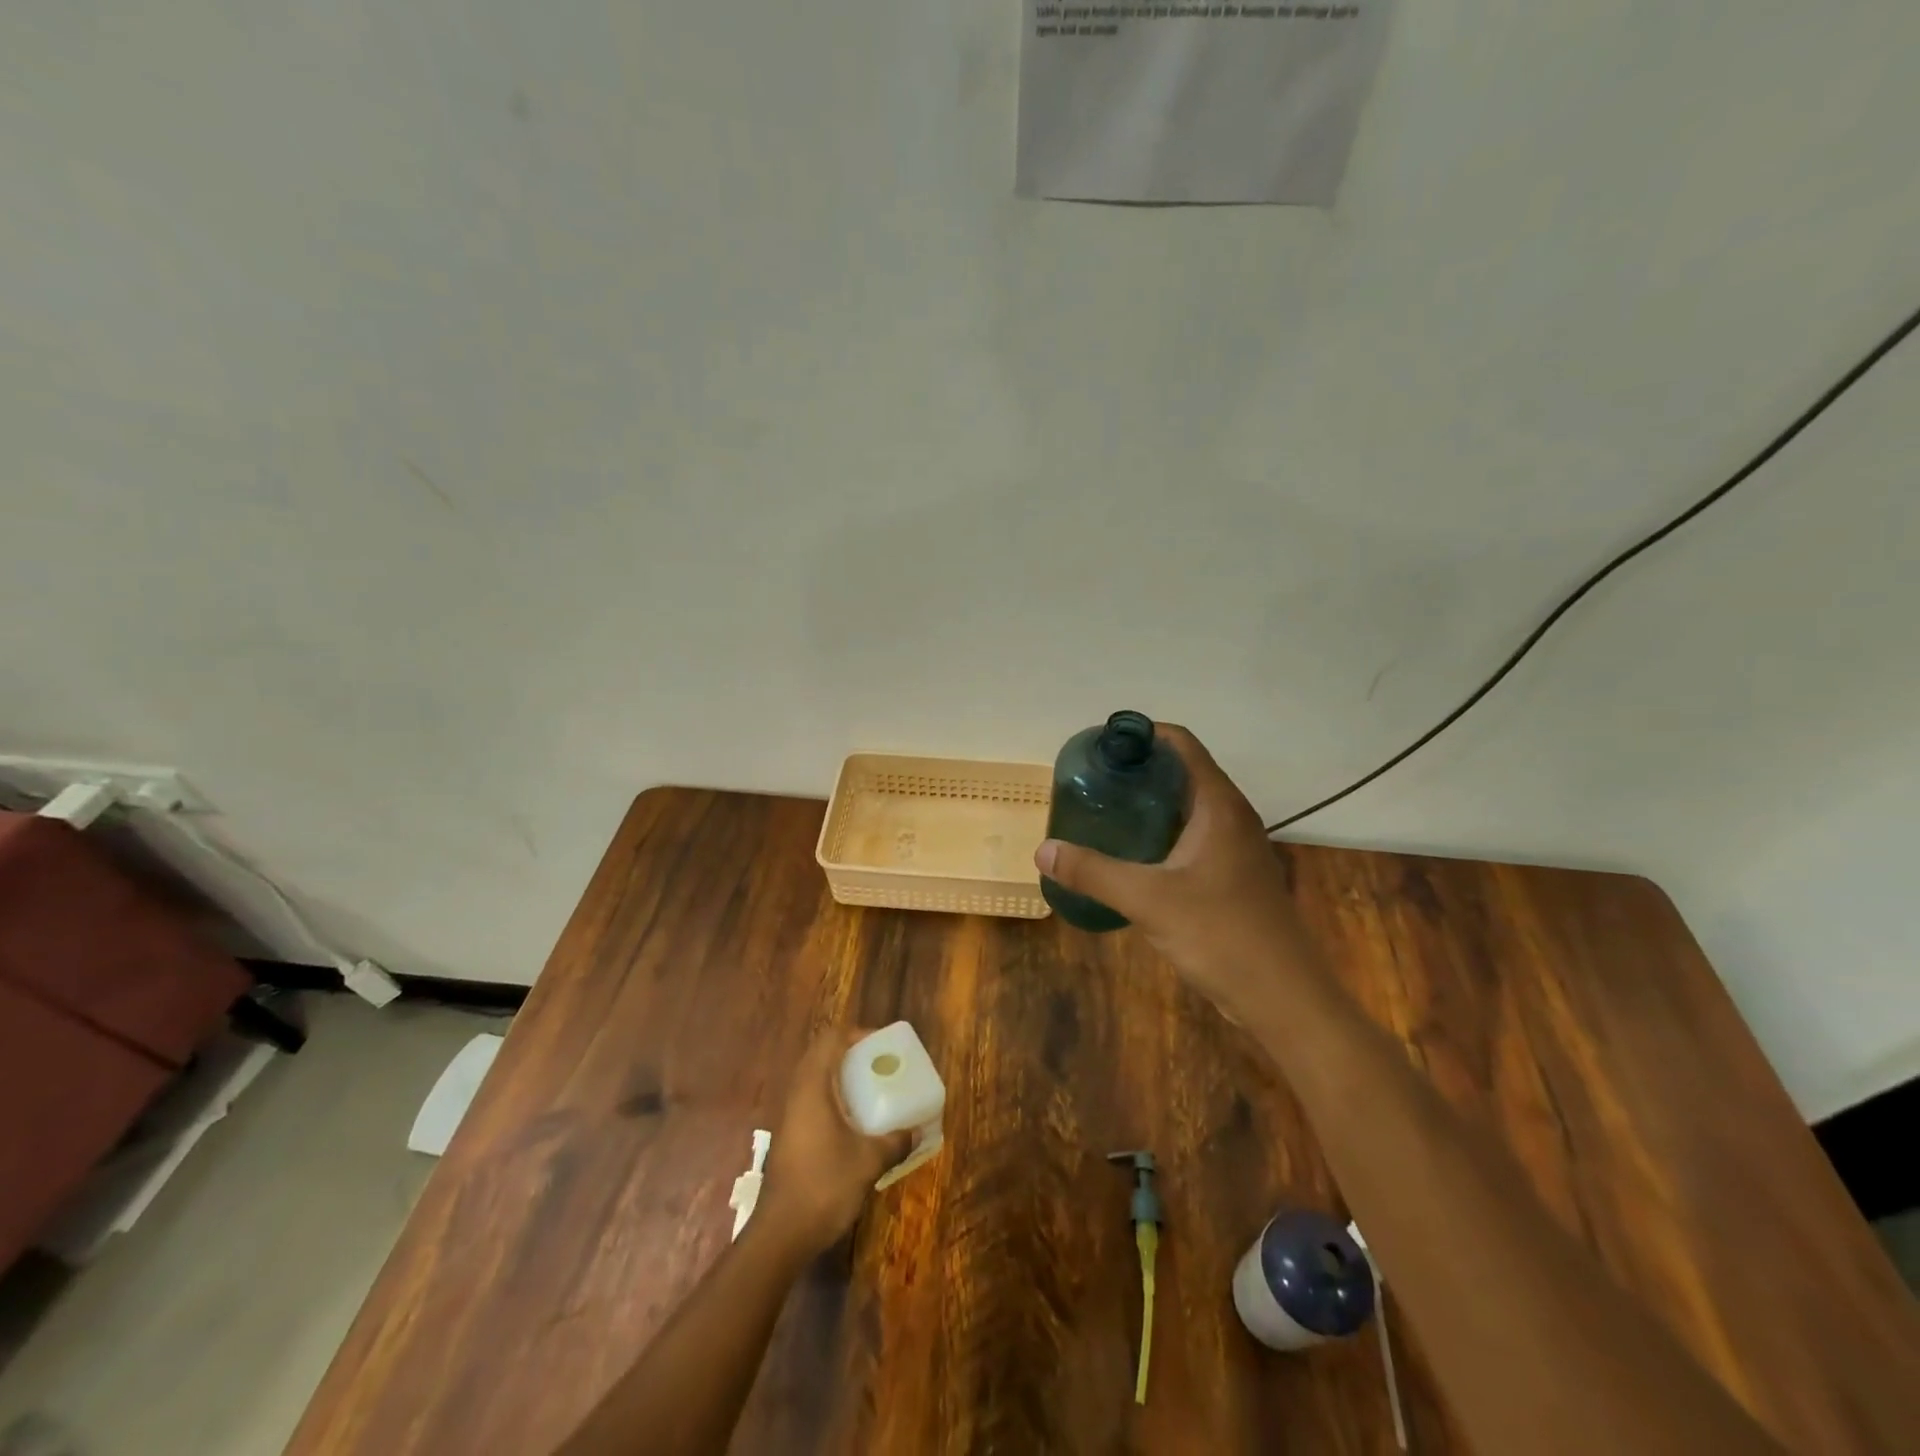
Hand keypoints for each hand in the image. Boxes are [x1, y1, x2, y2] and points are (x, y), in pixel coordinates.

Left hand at [758, 1028, 912, 1255]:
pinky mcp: (790, 1137)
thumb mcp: (868, 1162)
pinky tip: (854, 1122)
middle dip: (850, 1053)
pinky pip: (812, 1101)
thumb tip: (917, 1132)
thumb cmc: (824, 1185)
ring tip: (870, 1089)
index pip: (830, 1039)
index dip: (855, 1033)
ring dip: (840, 1077)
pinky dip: (833, 1099)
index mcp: (813, 1087)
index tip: (880, 1045)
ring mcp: (790, 1116)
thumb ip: (894, 1142)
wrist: (780, 1234)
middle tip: (878, 1064)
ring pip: (814, 1080)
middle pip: (820, 1055)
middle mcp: (798, 1094)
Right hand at [1034, 724, 1310, 1019]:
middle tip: (1091, 780)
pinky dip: (1160, 833)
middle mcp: (1231, 816)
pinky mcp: (1232, 876)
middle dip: (1138, 770)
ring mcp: (1235, 847)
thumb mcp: (1149, 900)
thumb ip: (1094, 873)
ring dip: (1148, 803)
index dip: (1142, 734)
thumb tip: (1044, 851)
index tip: (1100, 745)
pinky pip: (1191, 837)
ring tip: (1103, 810)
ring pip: (1186, 808)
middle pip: (1182, 772)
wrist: (1283, 997)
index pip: (1181, 744)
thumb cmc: (1222, 934)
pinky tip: (1130, 854)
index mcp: (1218, 805)